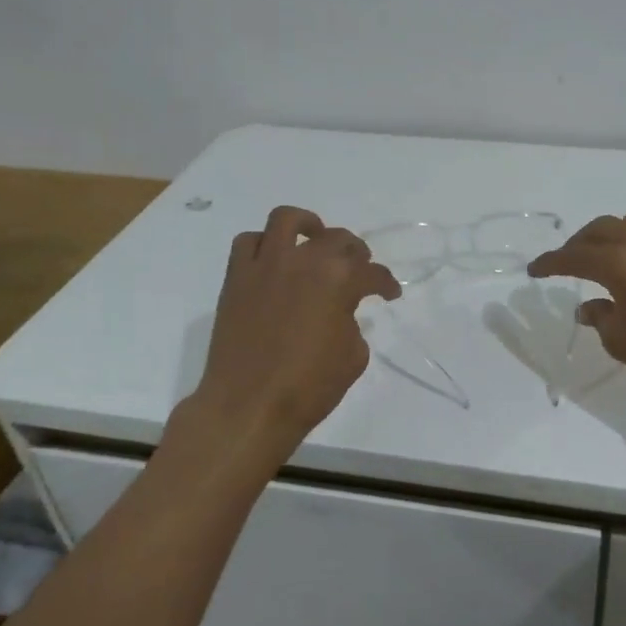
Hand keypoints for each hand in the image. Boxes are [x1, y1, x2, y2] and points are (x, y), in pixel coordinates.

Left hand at [190, 206, 400, 450]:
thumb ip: (352, 323)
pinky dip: (263, 245)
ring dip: (307, 225)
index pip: (373, 273)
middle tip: (359, 268)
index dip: (386, 284)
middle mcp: (304, 260)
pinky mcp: (236, 277)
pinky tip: (273, 260)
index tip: (390, 293)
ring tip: (314, 239)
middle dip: (355, 252)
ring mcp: (266, 264)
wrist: (249, 405)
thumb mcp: (353, 357)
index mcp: (340, 280)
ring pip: (288, 220)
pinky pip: (248, 242)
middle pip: (337, 239)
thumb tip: (339, 314)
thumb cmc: (309, 387)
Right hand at [528, 205, 625, 415]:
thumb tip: (589, 306)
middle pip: (604, 228)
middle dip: (581, 243)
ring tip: (614, 255)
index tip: (534, 269)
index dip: (551, 262)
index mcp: (622, 263)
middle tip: (570, 261)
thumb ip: (601, 317)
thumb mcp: (623, 343)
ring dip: (618, 232)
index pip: (575, 255)